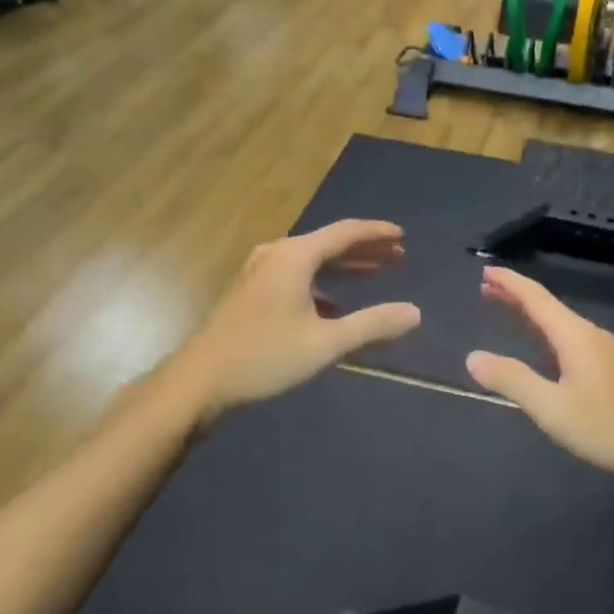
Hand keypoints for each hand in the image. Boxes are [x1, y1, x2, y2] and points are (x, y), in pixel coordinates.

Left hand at [173, 220, 420, 417]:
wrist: (200, 381)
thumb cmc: (265, 356)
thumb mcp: (326, 342)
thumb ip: (372, 325)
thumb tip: (414, 313)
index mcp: (295, 256)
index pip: (345, 232)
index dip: (376, 233)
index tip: (403, 237)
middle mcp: (277, 255)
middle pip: (329, 243)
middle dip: (365, 250)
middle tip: (398, 257)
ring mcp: (260, 272)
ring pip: (312, 261)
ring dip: (344, 267)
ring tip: (375, 274)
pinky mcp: (251, 292)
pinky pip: (297, 276)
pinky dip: (322, 283)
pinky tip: (335, 305)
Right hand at [465, 265, 613, 486]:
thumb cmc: (608, 426)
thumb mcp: (552, 408)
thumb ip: (512, 381)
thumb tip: (473, 357)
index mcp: (575, 336)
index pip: (536, 298)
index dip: (510, 283)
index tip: (486, 270)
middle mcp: (591, 335)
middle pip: (549, 307)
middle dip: (517, 296)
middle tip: (487, 289)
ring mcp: (606, 352)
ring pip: (561, 324)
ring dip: (532, 316)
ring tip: (509, 312)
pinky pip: (572, 340)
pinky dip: (548, 333)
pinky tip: (546, 350)